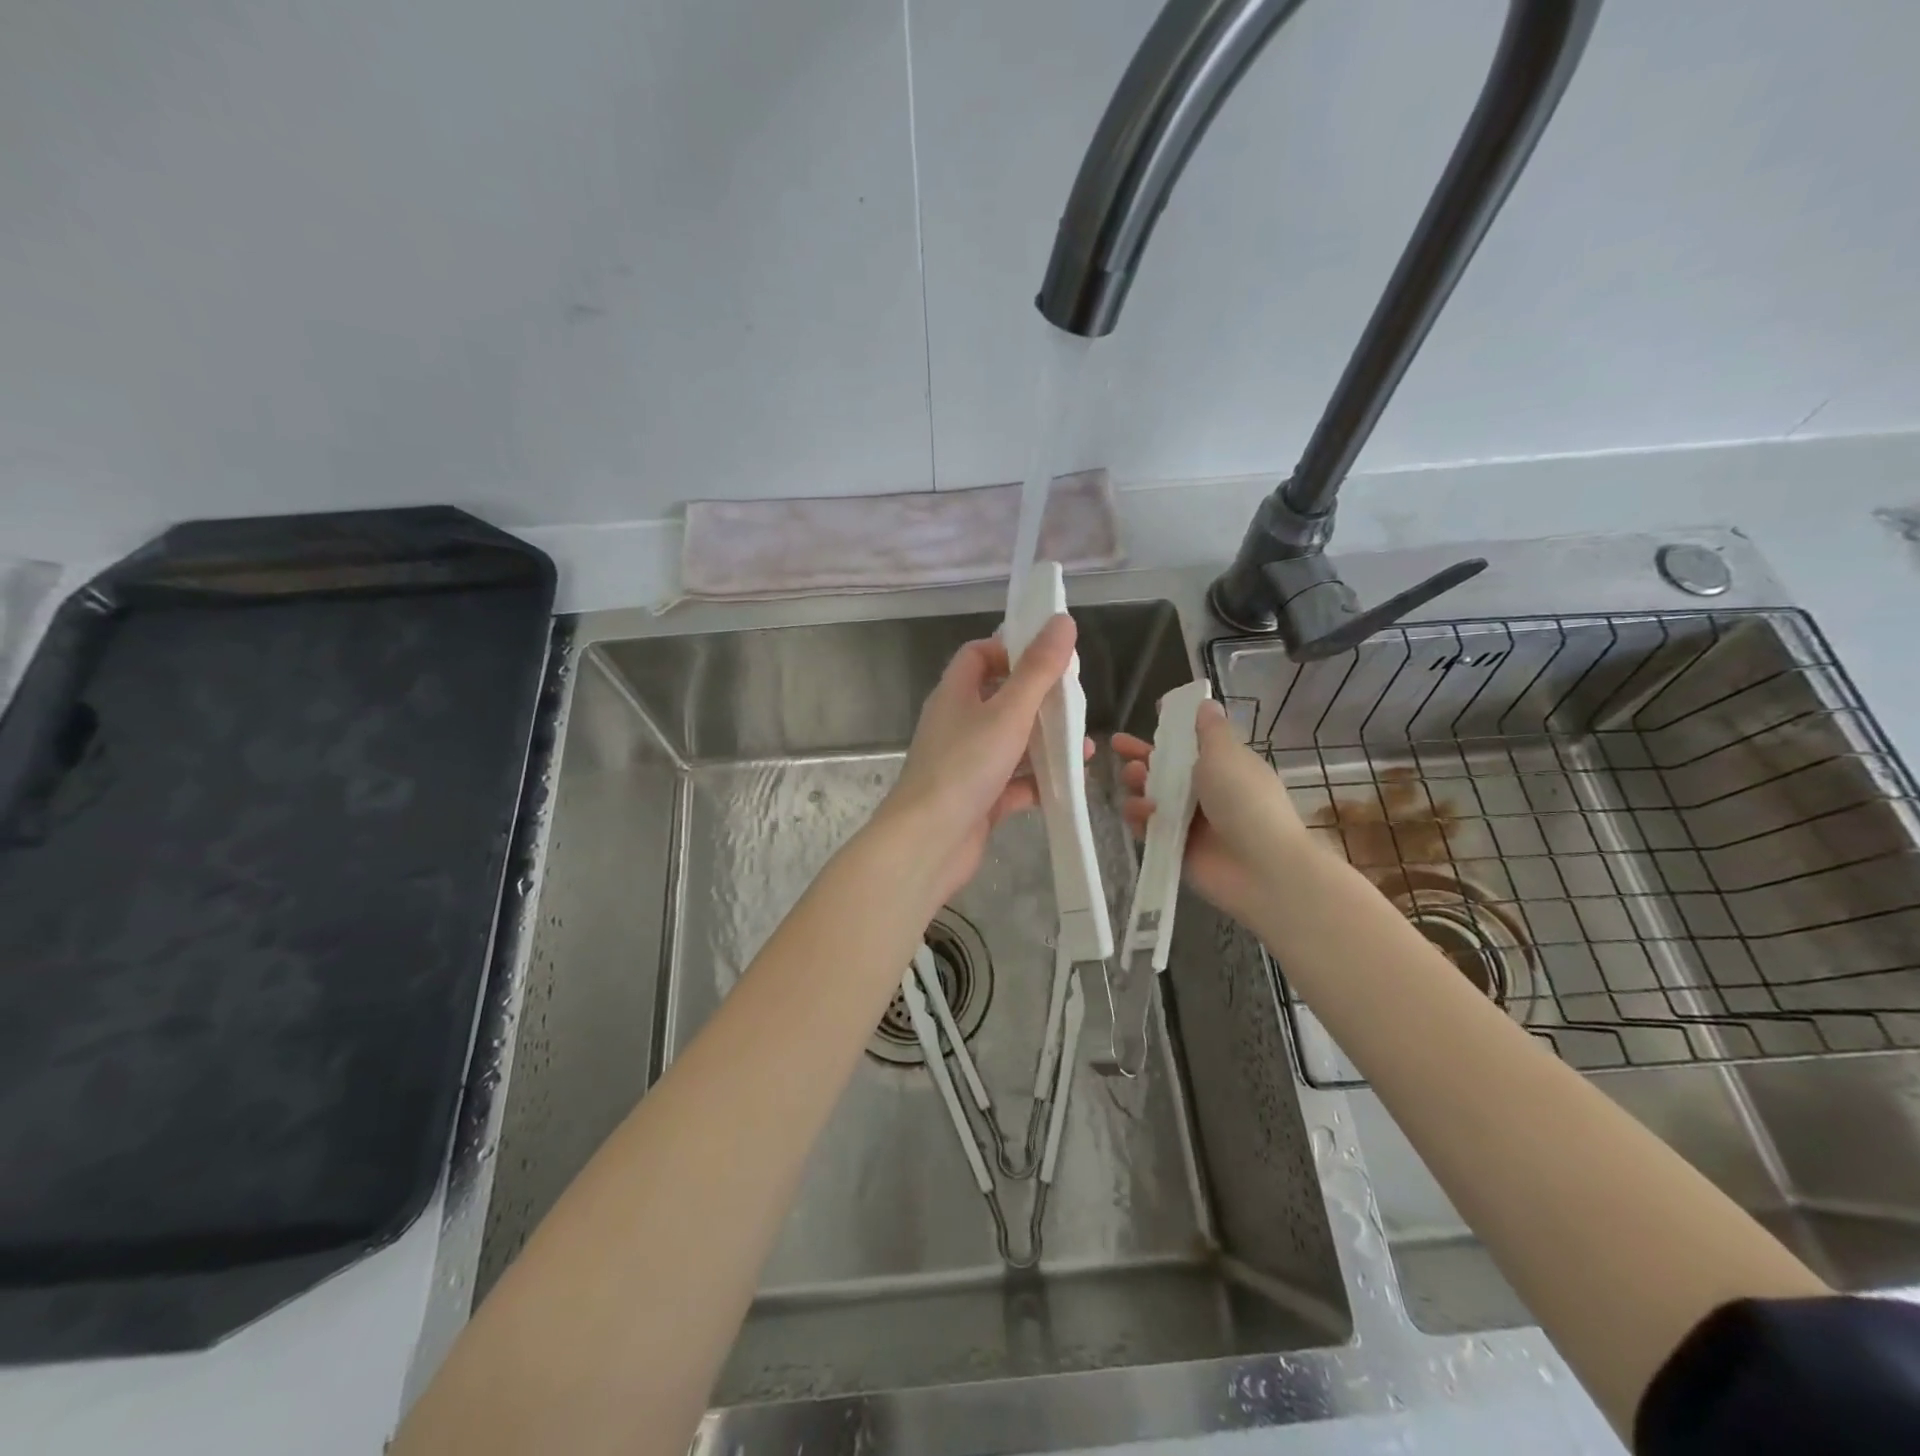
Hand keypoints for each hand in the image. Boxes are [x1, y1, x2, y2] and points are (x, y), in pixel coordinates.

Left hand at [878, 614, 1089, 904]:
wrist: (928, 842)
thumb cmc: (965, 767)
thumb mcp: (1008, 712)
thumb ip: (1038, 670)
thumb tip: (1062, 620)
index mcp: (955, 694)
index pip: (978, 655)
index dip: (1010, 649)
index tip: (1048, 657)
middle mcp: (957, 725)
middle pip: (1000, 699)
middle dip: (1038, 700)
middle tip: (1075, 704)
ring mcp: (966, 764)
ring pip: (1011, 744)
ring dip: (1045, 744)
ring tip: (1084, 747)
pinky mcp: (978, 799)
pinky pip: (1013, 783)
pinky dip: (1039, 782)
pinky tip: (1069, 786)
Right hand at [1113, 698, 1312, 926]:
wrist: (1261, 868)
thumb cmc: (1246, 801)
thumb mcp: (1227, 754)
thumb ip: (1209, 730)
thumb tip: (1205, 703)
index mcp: (1224, 765)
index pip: (1192, 743)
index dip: (1171, 729)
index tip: (1152, 714)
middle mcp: (1206, 791)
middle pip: (1166, 769)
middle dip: (1142, 756)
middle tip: (1119, 747)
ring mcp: (1189, 821)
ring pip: (1152, 796)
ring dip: (1138, 785)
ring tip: (1132, 780)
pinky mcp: (1174, 847)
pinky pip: (1147, 827)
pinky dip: (1140, 817)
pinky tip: (1141, 812)